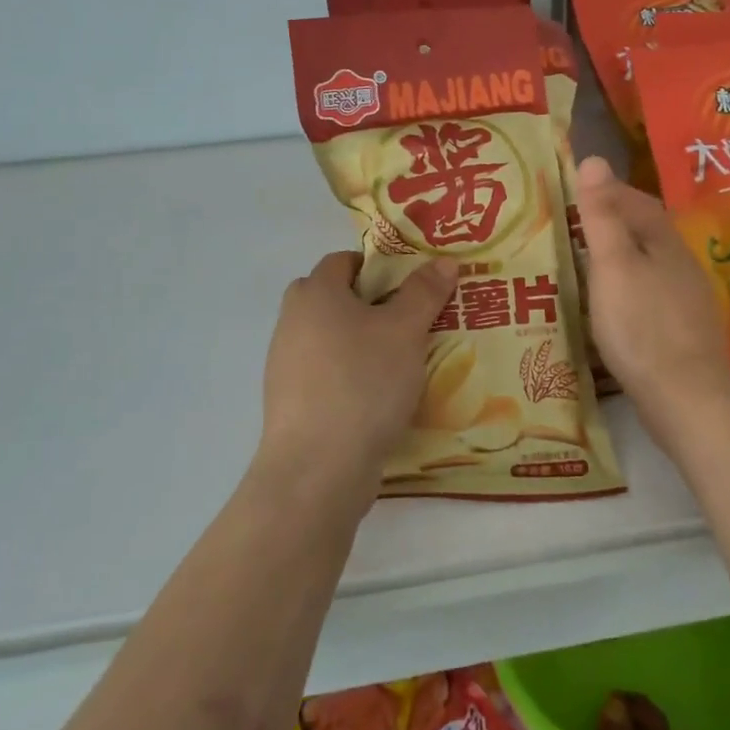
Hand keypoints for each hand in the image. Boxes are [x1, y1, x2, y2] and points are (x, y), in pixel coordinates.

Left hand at [260, 251, 458, 496]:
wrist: (318, 468)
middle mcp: (292, 321)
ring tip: (403, 361)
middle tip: (411, 321)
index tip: (411, 286)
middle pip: (334, 298)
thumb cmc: (363, 382)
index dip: (379, 267)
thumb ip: (424, 292)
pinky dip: (351, 375)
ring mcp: (285, 364)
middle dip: (372, 305)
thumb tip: (443, 261)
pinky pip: (326, 373)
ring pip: (331, 338)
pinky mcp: (291, 402)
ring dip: (362, 343)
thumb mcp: (405, 331)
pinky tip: (380, 396)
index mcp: (314, 293)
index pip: (343, 260)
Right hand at [576, 156, 729, 446]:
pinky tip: (610, 305)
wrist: (686, 398)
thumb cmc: (642, 326)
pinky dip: (627, 287)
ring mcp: (685, 300)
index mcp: (664, 242)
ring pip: (649, 264)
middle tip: (573, 225)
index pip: (638, 202)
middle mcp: (680, 264)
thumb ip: (602, 215)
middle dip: (614, 222)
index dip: (609, 191)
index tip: (577, 191)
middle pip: (646, 231)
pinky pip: (650, 294)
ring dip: (620, 256)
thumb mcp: (612, 265)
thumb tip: (594, 158)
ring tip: (585, 262)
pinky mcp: (681, 331)